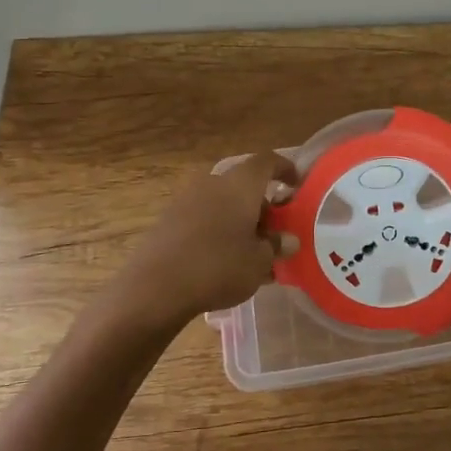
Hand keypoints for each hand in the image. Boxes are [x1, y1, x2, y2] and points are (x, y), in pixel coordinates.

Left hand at [114, 151, 299, 331]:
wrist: (154, 288)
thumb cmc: (218, 267)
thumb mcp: (259, 262)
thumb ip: (276, 247)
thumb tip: (287, 240)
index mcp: (240, 185)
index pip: (267, 162)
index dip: (285, 168)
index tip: (296, 184)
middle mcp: (213, 184)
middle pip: (244, 185)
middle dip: (262, 205)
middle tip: (275, 232)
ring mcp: (187, 201)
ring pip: (223, 204)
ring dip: (240, 221)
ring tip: (252, 252)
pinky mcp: (168, 222)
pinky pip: (204, 219)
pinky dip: (219, 232)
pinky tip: (224, 262)